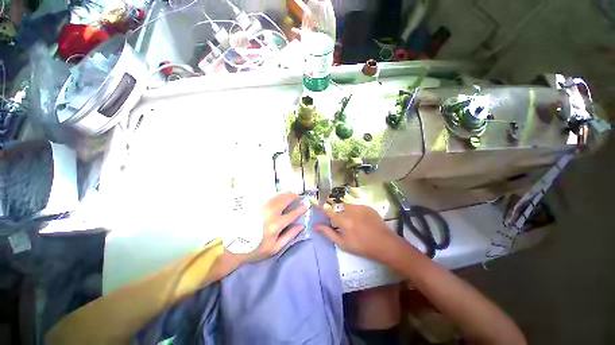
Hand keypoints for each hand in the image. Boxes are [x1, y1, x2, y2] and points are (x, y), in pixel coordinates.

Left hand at [244, 192, 308, 261]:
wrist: (234, 246)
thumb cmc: (256, 249)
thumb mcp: (275, 248)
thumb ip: (290, 236)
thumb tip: (301, 226)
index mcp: (276, 225)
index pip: (293, 213)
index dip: (301, 208)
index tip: (306, 205)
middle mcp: (270, 213)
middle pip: (286, 199)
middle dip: (295, 196)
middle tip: (299, 197)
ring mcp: (262, 207)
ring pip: (278, 195)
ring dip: (287, 194)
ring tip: (291, 196)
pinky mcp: (256, 205)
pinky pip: (270, 196)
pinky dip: (278, 195)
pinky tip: (280, 197)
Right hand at [315, 203, 399, 262]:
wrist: (383, 243)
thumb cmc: (361, 246)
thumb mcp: (342, 243)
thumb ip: (328, 233)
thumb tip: (316, 226)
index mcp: (342, 219)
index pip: (328, 210)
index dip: (324, 210)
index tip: (324, 212)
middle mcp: (349, 210)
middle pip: (337, 207)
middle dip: (337, 213)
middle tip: (342, 223)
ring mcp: (359, 206)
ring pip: (347, 206)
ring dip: (346, 211)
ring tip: (353, 222)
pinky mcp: (367, 206)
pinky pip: (356, 206)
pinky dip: (356, 211)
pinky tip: (361, 220)